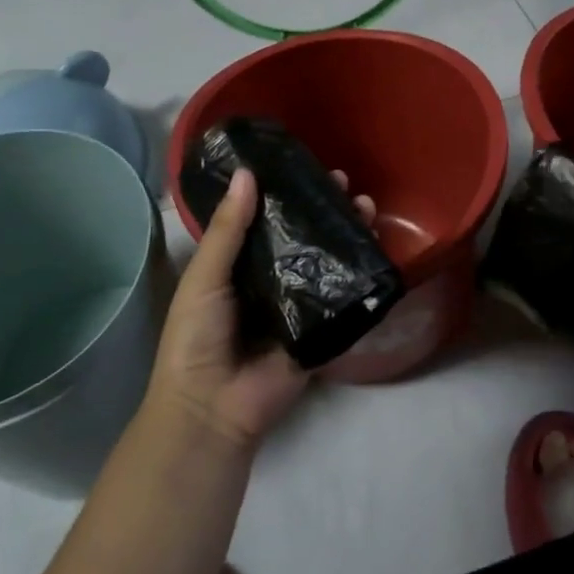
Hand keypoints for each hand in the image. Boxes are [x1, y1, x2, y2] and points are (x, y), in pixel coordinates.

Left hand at [145, 167, 375, 451]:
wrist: (212, 406)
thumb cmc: (196, 337)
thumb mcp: (205, 277)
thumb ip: (228, 229)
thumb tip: (248, 173)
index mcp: (241, 266)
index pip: (269, 220)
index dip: (288, 194)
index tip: (308, 167)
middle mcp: (273, 281)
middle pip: (305, 238)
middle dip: (325, 210)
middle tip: (346, 183)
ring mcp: (301, 306)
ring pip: (328, 263)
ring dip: (347, 235)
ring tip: (367, 207)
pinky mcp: (323, 330)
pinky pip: (343, 298)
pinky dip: (360, 275)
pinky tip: (376, 248)